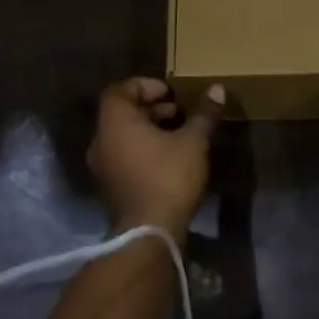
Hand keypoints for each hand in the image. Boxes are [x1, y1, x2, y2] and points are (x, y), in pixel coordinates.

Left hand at [87, 78, 224, 234]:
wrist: (149, 232)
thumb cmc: (168, 177)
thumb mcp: (193, 142)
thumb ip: (204, 114)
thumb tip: (217, 89)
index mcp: (114, 122)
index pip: (120, 90)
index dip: (144, 86)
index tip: (169, 93)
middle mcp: (101, 140)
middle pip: (121, 112)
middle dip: (150, 108)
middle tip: (179, 111)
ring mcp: (102, 166)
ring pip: (122, 135)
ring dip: (148, 129)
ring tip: (178, 133)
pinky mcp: (110, 186)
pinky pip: (123, 155)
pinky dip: (142, 148)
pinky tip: (168, 157)